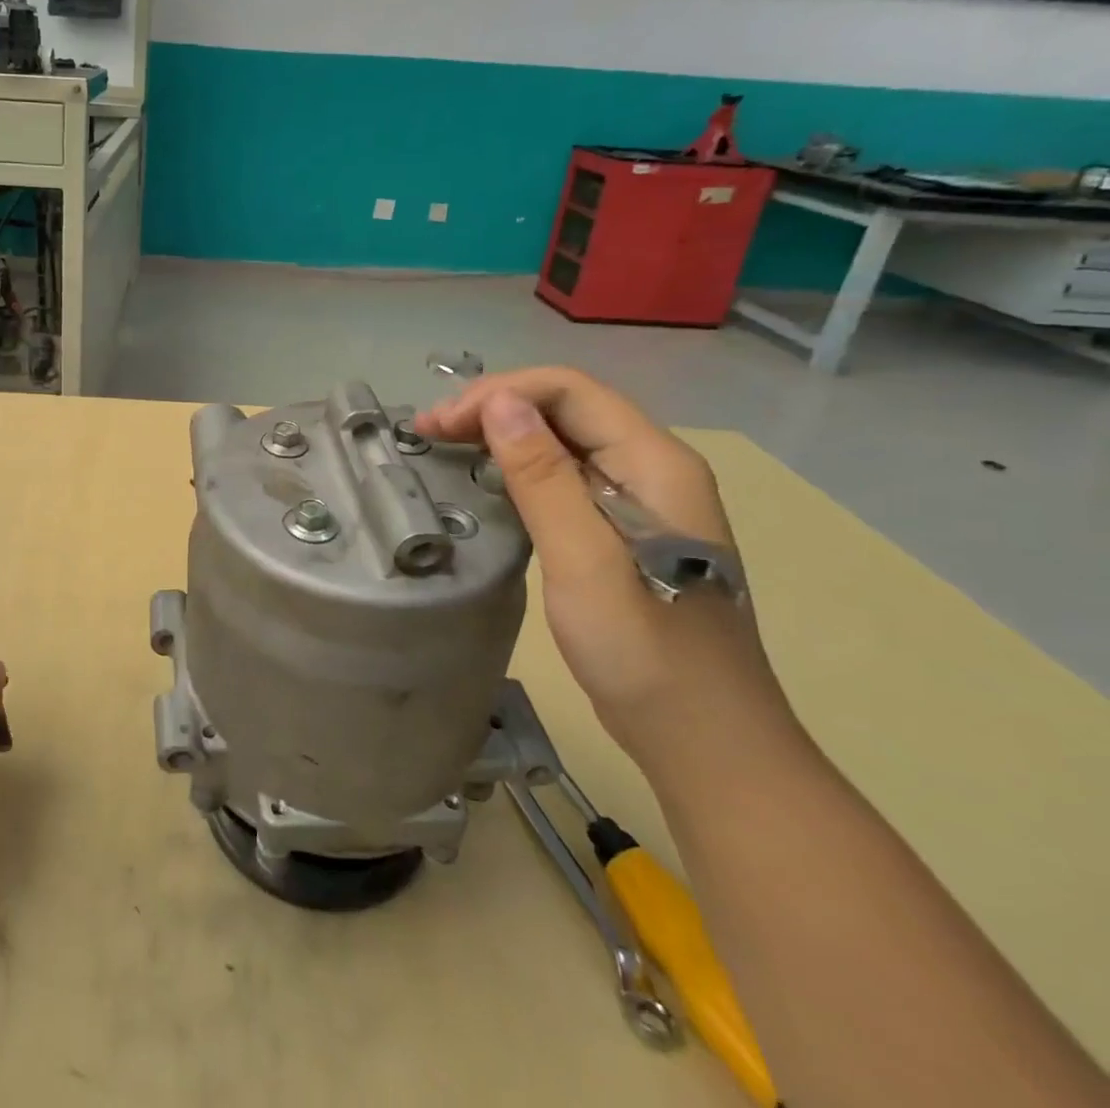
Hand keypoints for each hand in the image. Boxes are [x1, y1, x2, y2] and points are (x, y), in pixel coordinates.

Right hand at [415, 368, 800, 774]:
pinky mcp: (619, 533)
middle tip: (428, 432)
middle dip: (493, 407)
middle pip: (565, 408)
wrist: (705, 743)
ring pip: (561, 440)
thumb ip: (543, 478)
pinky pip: (562, 477)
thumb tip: (499, 402)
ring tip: (444, 447)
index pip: (570, 390)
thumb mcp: (585, 561)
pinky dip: (516, 468)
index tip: (439, 425)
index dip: (499, 393)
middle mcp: (651, 469)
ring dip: (500, 434)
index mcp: (655, 464)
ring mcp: (637, 502)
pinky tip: (483, 482)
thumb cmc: (647, 653)